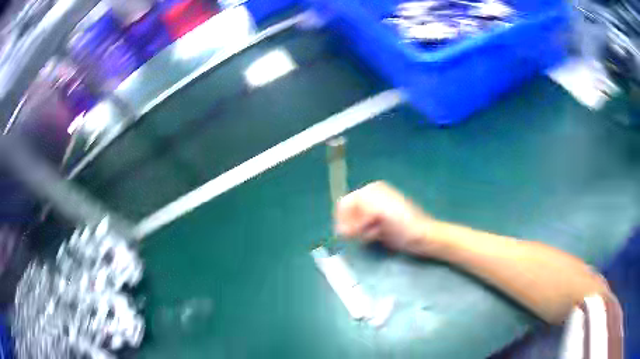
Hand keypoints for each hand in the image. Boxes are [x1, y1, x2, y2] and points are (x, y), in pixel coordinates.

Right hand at [335, 181, 430, 253]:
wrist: (423, 237)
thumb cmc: (404, 224)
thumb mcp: (381, 211)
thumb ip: (359, 209)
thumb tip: (342, 222)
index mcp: (371, 191)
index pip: (345, 203)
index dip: (343, 218)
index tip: (347, 233)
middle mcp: (372, 198)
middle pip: (348, 213)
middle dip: (352, 225)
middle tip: (362, 235)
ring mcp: (375, 211)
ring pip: (354, 223)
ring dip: (361, 231)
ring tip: (375, 234)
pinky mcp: (378, 223)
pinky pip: (363, 230)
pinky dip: (367, 234)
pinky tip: (378, 236)